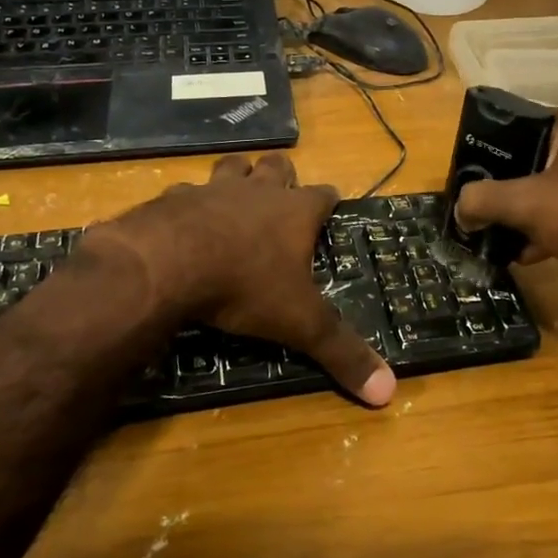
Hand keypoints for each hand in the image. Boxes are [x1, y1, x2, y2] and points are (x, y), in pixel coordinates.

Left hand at [90, 154, 396, 406]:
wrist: (169, 263)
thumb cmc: (246, 286)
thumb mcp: (300, 323)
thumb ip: (341, 352)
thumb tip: (389, 392)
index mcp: (296, 212)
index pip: (324, 194)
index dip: (329, 200)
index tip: (331, 206)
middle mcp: (258, 191)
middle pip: (277, 165)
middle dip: (282, 175)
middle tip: (282, 193)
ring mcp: (214, 190)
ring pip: (232, 166)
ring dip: (237, 176)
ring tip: (237, 194)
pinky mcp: (175, 198)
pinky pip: (185, 191)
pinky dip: (188, 202)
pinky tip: (184, 218)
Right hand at [454, 108, 557, 293]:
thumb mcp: (530, 205)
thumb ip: (486, 200)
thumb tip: (460, 207)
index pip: (518, 125)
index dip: (489, 153)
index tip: (469, 181)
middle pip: (535, 159)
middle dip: (507, 189)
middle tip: (481, 212)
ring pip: (556, 188)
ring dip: (529, 214)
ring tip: (500, 239)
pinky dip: (554, 227)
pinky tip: (532, 254)